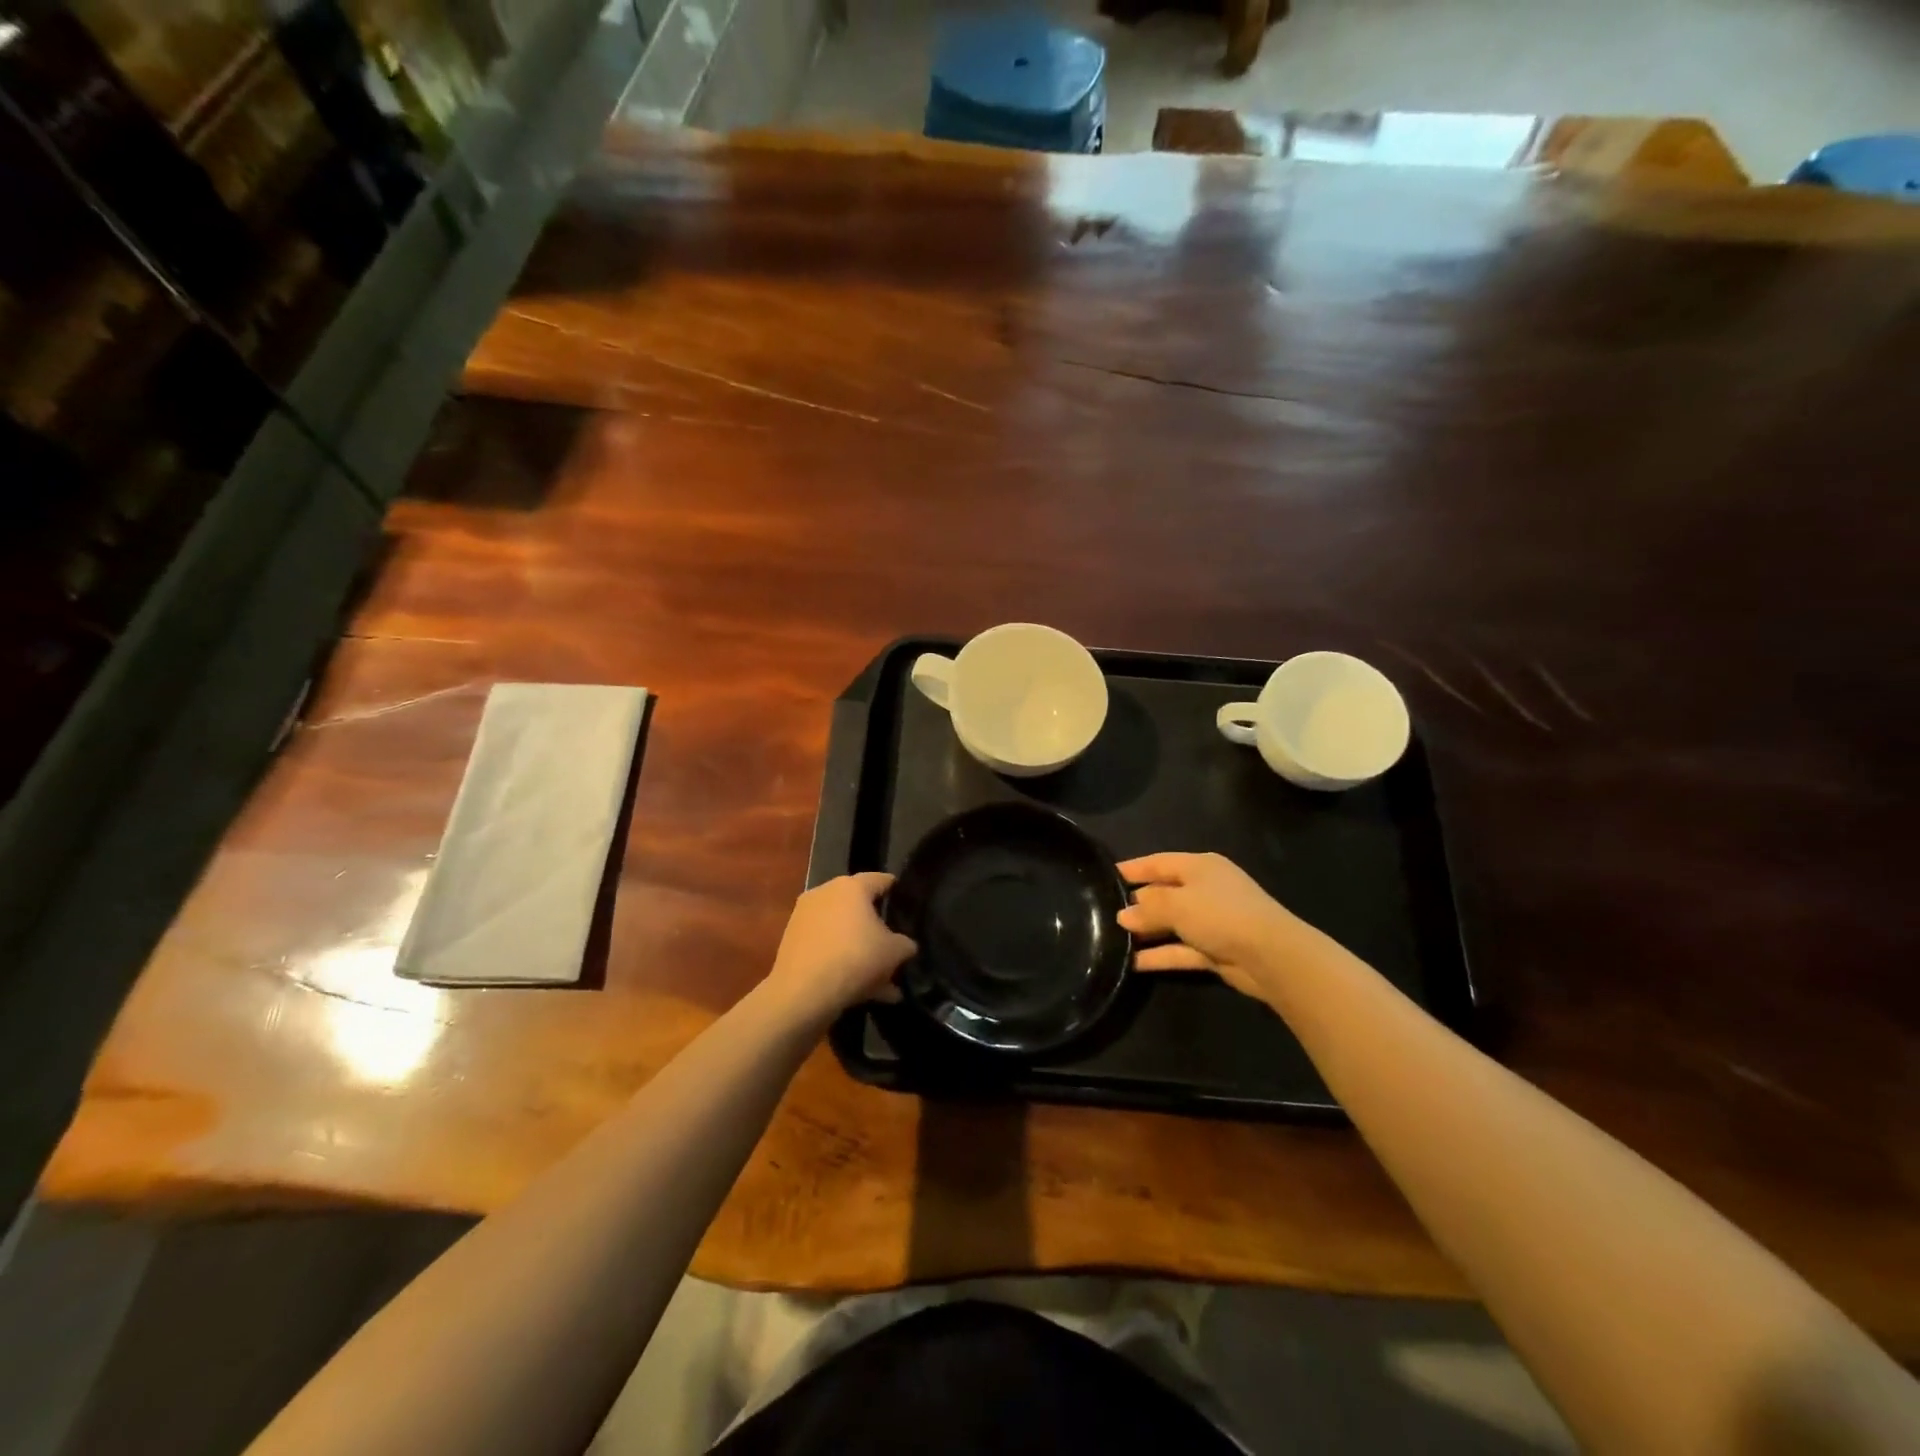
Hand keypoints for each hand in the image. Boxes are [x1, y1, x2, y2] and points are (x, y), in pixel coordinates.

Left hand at [764, 873, 915, 1023]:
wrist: (802, 993)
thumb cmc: (855, 958)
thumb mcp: (895, 952)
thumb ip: (905, 944)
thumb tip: (905, 945)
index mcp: (851, 887)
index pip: (880, 879)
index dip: (897, 890)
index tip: (907, 903)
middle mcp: (825, 894)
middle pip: (859, 908)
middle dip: (878, 930)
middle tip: (894, 947)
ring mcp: (805, 918)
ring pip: (843, 933)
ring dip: (862, 952)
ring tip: (883, 982)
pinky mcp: (792, 942)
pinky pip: (827, 949)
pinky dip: (843, 964)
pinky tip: (863, 992)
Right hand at [1117, 852, 1299, 1001]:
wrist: (1271, 956)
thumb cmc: (1220, 915)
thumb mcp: (1177, 905)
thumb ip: (1148, 908)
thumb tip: (1123, 915)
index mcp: (1200, 866)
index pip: (1158, 862)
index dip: (1133, 868)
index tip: (1107, 875)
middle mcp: (1205, 890)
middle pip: (1165, 893)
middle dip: (1138, 904)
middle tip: (1106, 913)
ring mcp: (1212, 921)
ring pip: (1172, 924)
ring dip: (1147, 932)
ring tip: (1113, 939)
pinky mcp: (1215, 950)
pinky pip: (1180, 950)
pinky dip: (1160, 955)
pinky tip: (1133, 963)